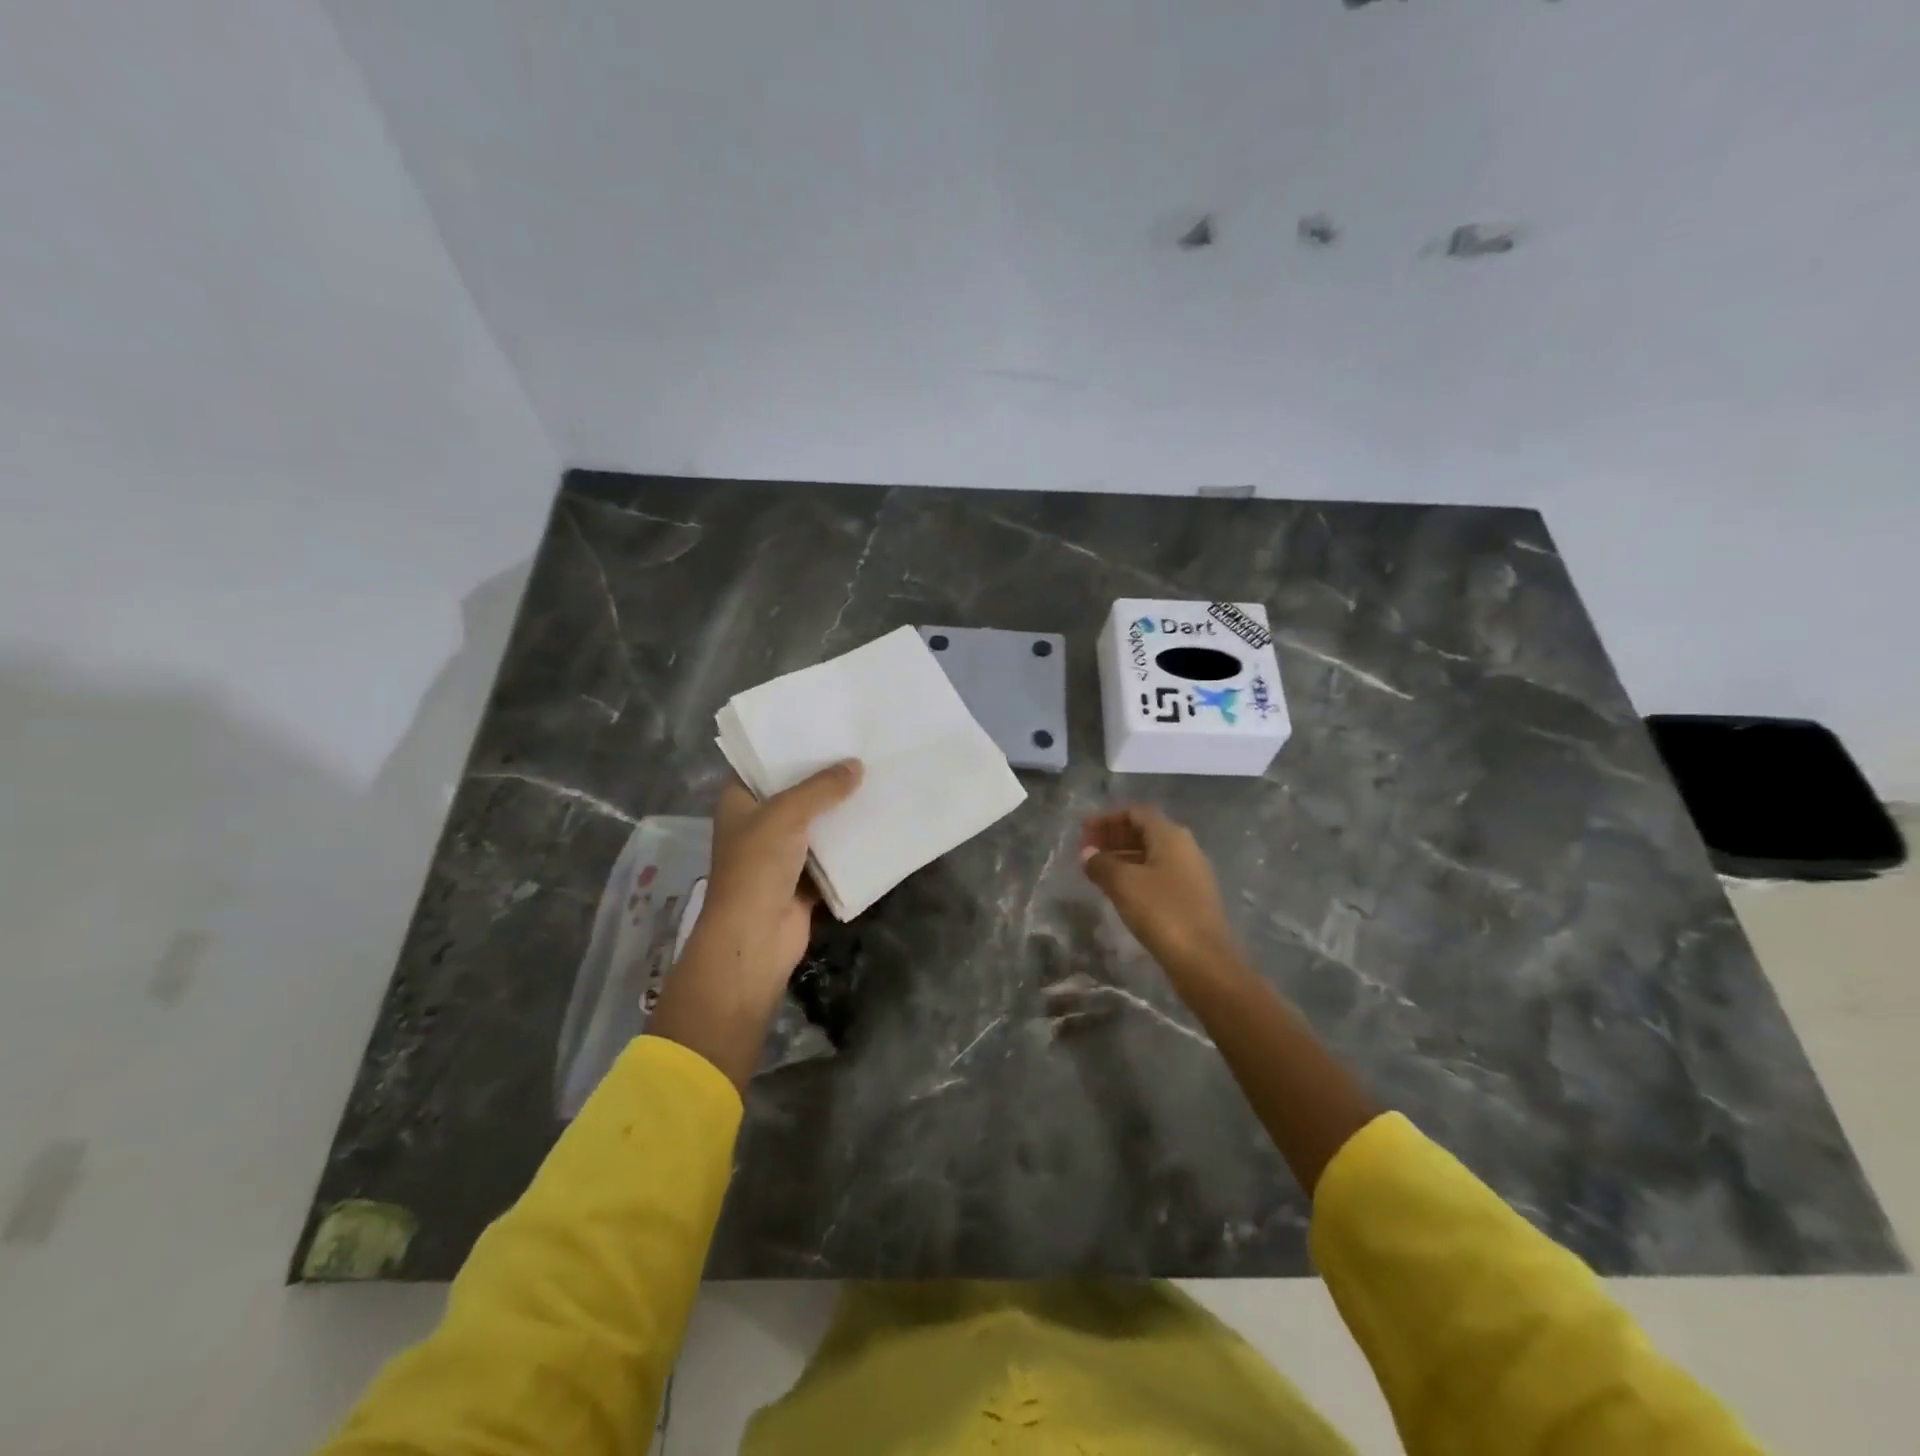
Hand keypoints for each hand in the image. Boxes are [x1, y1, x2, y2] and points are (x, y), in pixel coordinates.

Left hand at [688, 761, 863, 997]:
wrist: (755, 938)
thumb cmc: (757, 867)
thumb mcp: (787, 814)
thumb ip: (821, 787)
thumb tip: (857, 765)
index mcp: (739, 802)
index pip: (761, 764)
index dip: (788, 746)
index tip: (823, 727)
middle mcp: (757, 824)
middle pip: (794, 793)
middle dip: (823, 777)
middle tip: (859, 748)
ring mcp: (780, 854)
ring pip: (815, 824)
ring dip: (839, 810)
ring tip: (874, 779)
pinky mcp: (803, 879)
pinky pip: (830, 855)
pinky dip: (849, 844)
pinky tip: (876, 822)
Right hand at [1080, 805, 1240, 979]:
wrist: (1204, 960)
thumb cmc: (1162, 912)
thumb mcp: (1124, 883)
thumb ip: (1101, 863)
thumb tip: (1087, 853)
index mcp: (1171, 836)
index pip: (1136, 812)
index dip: (1107, 818)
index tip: (1083, 831)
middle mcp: (1184, 848)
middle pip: (1144, 831)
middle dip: (1113, 836)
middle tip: (1086, 849)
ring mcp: (1190, 874)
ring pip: (1150, 854)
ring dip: (1122, 856)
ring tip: (1096, 870)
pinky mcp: (1191, 898)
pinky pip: (1157, 874)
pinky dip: (1135, 874)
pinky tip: (1119, 891)